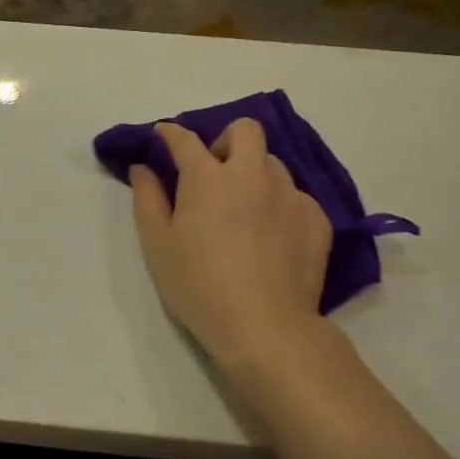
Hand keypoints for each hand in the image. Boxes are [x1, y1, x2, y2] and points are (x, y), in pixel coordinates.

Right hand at [130, 119, 334, 373]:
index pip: (185, 139)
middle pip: (245, 130)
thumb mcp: (157, 244)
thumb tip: (143, 168)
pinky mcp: (317, 220)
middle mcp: (251, 174)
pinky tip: (272, 237)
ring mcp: (289, 195)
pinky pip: (296, 197)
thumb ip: (147, 198)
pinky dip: (280, 206)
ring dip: (255, 174)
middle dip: (226, 140)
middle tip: (215, 172)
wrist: (265, 328)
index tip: (164, 135)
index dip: (171, 132)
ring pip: (273, 164)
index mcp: (207, 177)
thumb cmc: (199, 286)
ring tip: (246, 209)